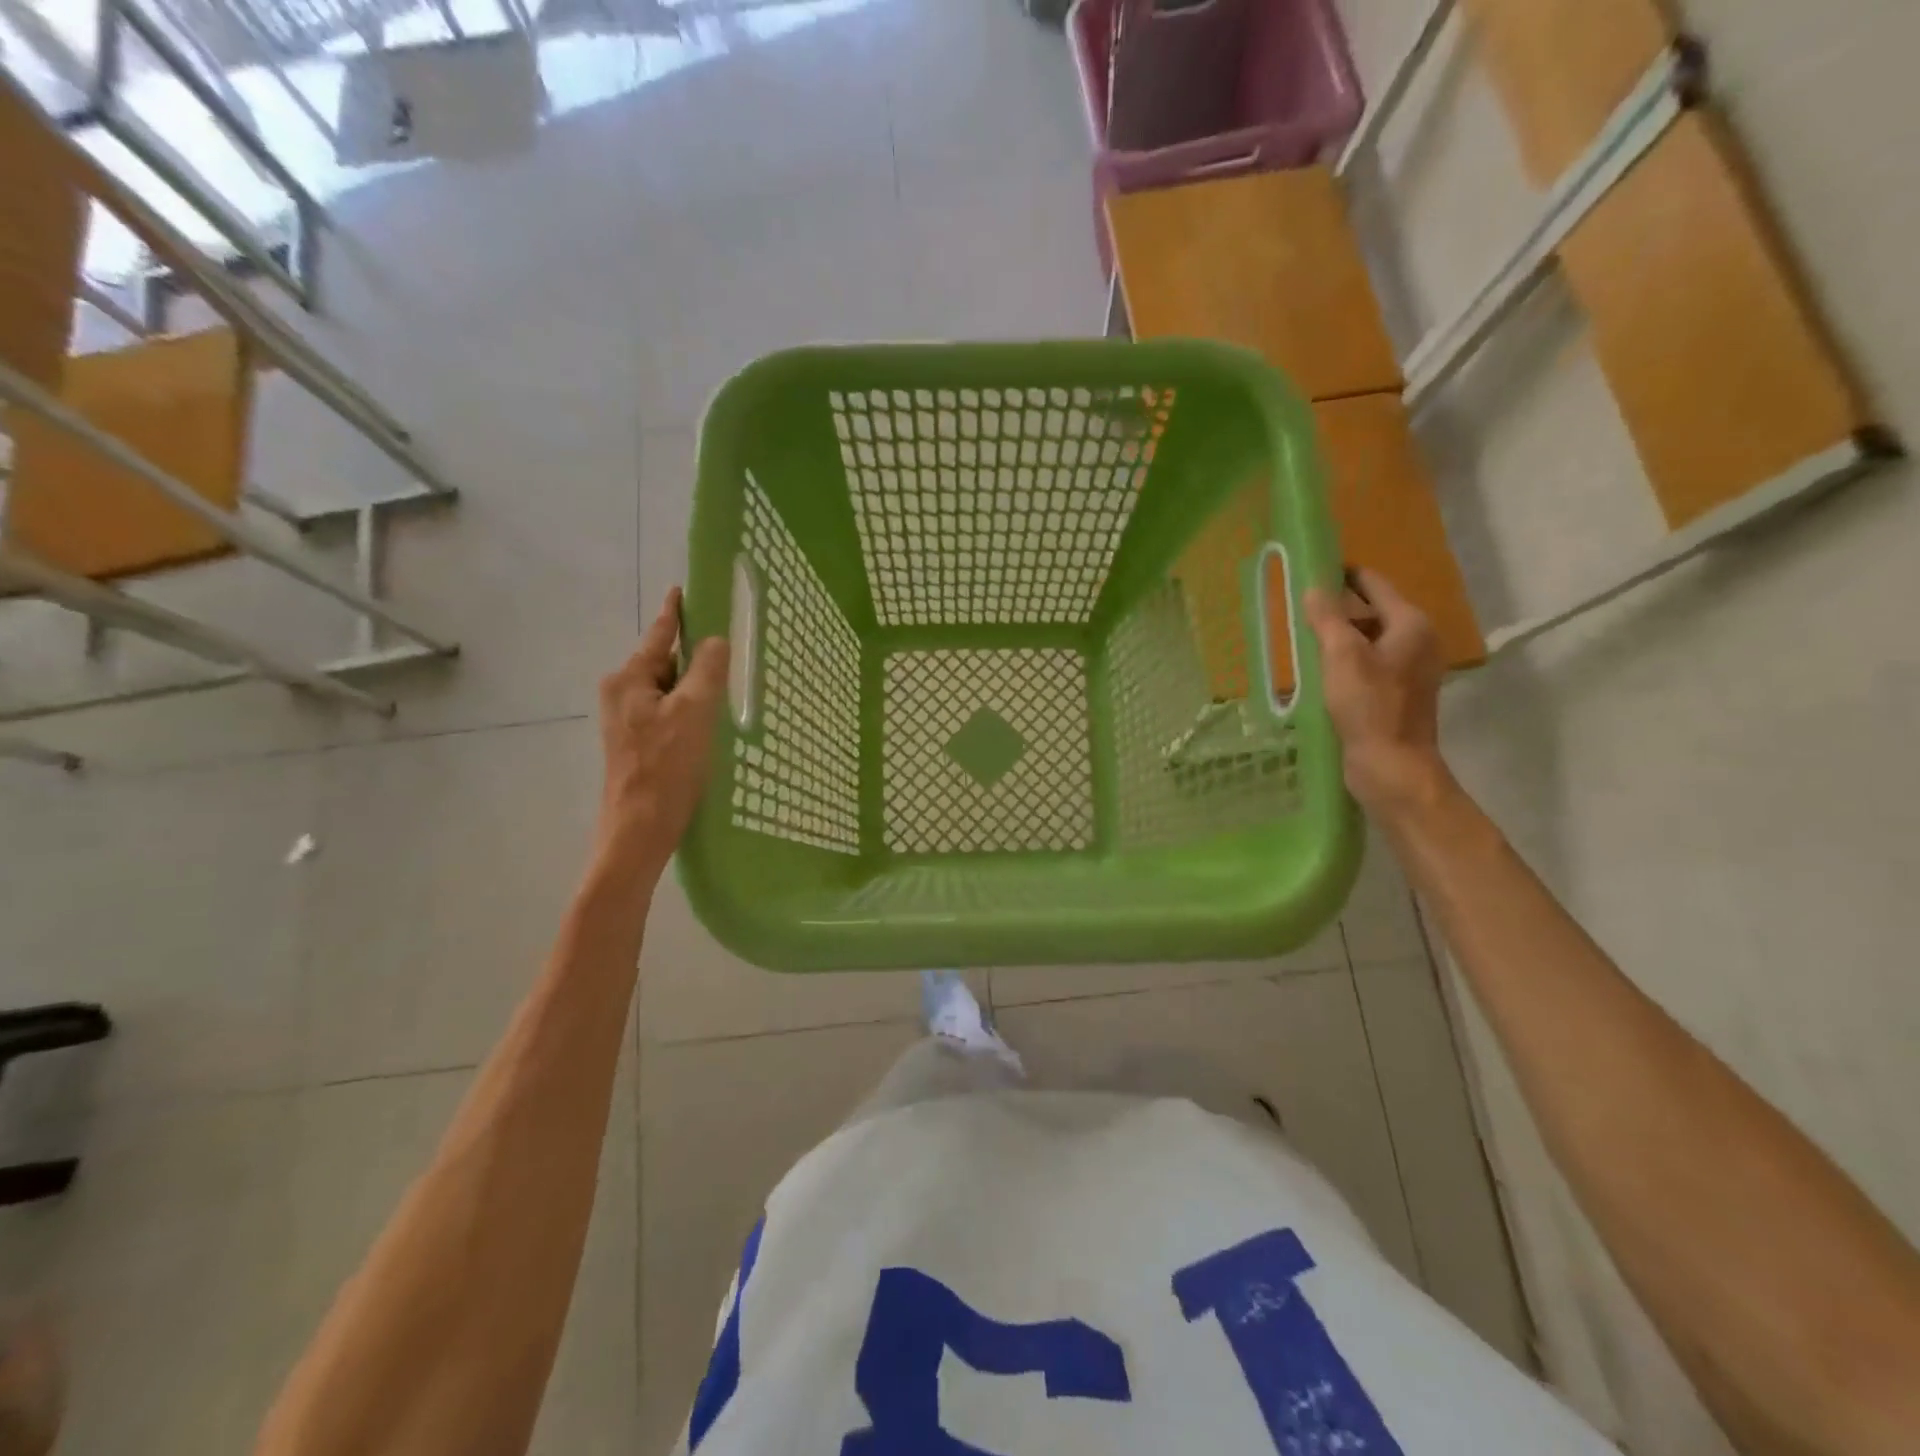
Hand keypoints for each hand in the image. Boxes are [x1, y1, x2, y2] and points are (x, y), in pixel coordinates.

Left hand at [595, 588, 728, 883]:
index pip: (659, 634)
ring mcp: (626, 720)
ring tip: (726, 686)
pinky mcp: (636, 743)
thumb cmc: (666, 766)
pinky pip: (667, 712)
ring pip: (668, 689)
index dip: (675, 612)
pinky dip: (689, 709)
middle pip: (664, 662)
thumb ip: (707, 670)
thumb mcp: (694, 712)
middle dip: (693, 655)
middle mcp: (621, 693)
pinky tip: (710, 721)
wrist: (638, 829)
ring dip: (694, 686)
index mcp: (629, 678)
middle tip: (728, 648)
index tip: (684, 589)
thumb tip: (715, 641)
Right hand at [1303, 569, 1450, 820]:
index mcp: (1411, 625)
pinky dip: (1345, 661)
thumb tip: (1314, 588)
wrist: (1392, 766)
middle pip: (1373, 612)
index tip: (1313, 570)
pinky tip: (1319, 671)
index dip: (1344, 575)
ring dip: (1339, 637)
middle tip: (1300, 608)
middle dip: (1338, 608)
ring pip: (1369, 640)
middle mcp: (1417, 641)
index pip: (1375, 585)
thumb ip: (1327, 618)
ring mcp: (1410, 670)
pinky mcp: (1397, 694)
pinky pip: (1368, 664)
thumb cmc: (1369, 706)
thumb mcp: (1342, 657)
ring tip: (1303, 637)